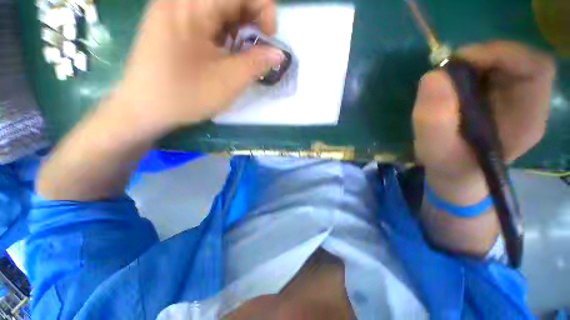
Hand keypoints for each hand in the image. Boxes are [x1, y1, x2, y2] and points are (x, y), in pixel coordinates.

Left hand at [114, 0, 283, 134]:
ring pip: (216, 7)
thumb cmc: (186, 95)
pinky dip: (221, 30)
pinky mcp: (170, 21)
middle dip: (250, 19)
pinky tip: (222, 50)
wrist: (144, 108)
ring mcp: (172, 8)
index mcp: (192, 5)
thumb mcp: (229, 81)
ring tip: (239, 51)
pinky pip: (203, 15)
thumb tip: (278, 54)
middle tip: (255, 46)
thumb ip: (257, 63)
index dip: (264, 9)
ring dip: (236, 26)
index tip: (268, 38)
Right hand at [413, 41, 554, 203]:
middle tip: (448, 69)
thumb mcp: (435, 150)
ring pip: (501, 61)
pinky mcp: (496, 96)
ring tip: (446, 80)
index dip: (503, 54)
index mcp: (527, 119)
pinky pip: (488, 70)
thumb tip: (433, 76)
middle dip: (482, 56)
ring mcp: (512, 97)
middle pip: (518, 59)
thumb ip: (434, 120)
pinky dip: (467, 70)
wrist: (453, 173)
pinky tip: (450, 85)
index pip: (536, 68)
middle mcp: (528, 102)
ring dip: (472, 63)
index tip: (462, 61)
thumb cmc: (448, 166)